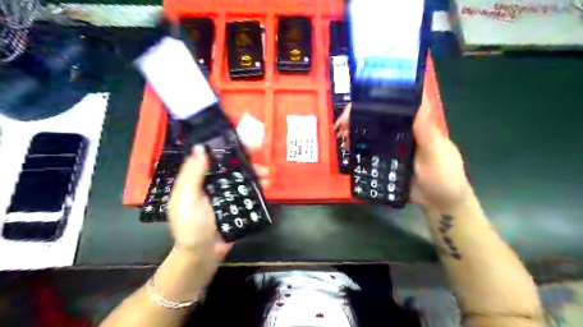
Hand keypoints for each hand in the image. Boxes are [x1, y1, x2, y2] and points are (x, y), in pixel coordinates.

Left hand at [168, 144, 268, 286]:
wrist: (203, 254)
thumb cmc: (191, 226)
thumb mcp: (186, 199)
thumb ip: (192, 174)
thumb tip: (200, 147)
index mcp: (198, 179)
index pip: (211, 157)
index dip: (224, 146)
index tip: (238, 137)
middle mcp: (212, 184)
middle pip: (229, 165)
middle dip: (244, 158)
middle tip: (258, 151)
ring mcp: (226, 195)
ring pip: (241, 178)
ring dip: (254, 172)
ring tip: (265, 173)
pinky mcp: (237, 205)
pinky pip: (248, 192)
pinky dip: (257, 187)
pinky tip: (265, 185)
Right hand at [335, 94, 470, 211]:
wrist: (440, 203)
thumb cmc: (444, 176)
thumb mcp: (436, 153)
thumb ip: (426, 132)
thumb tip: (418, 102)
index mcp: (416, 125)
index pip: (397, 104)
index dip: (379, 98)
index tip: (360, 99)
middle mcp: (402, 133)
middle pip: (379, 119)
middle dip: (359, 117)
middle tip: (341, 124)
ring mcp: (393, 148)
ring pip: (372, 135)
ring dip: (355, 133)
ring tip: (340, 136)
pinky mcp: (387, 162)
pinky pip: (371, 152)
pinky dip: (358, 149)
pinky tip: (347, 149)